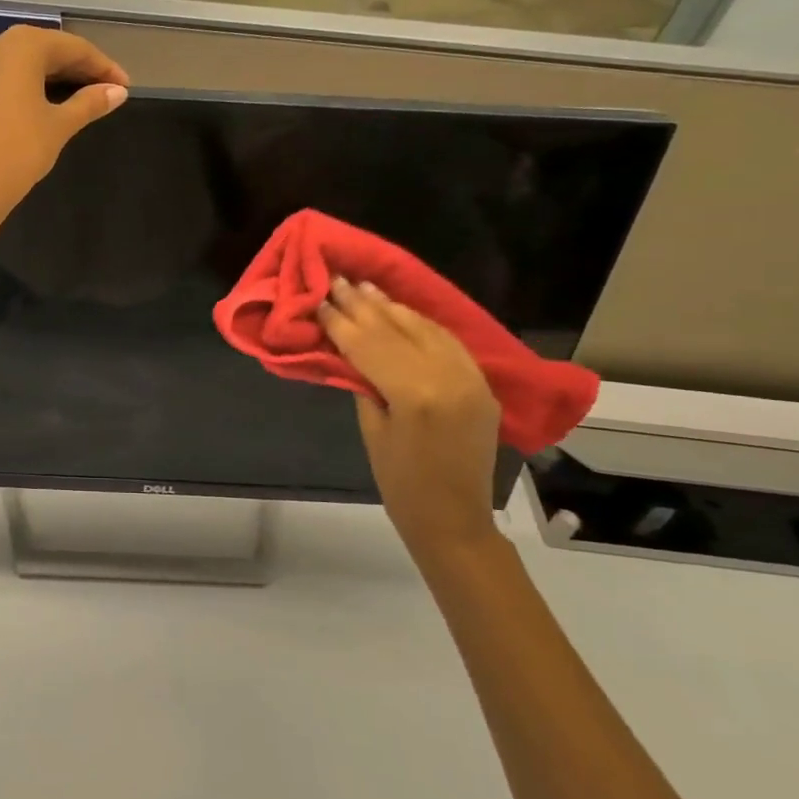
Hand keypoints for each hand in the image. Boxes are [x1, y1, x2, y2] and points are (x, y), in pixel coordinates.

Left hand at [0, 25, 129, 240]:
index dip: (102, 66)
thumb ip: (89, 103)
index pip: (73, 48)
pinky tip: (47, 104)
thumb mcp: (59, 126)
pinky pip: (6, 77)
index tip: (125, 86)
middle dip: (79, 69)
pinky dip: (30, 86)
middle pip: (46, 50)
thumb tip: (118, 91)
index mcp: (22, 46)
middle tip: (108, 91)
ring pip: (24, 63)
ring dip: (55, 77)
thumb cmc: (17, 151)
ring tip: (83, 97)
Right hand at [317, 278, 501, 560]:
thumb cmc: (400, 483)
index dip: (340, 320)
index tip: (318, 297)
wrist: (455, 519)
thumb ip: (364, 382)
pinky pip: (447, 341)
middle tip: (336, 279)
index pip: (369, 344)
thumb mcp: (372, 428)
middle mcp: (447, 376)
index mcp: (415, 393)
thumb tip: (349, 347)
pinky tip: (401, 310)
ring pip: (424, 328)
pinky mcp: (481, 383)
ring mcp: (470, 377)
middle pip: (395, 330)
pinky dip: (420, 323)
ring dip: (391, 307)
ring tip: (364, 286)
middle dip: (361, 305)